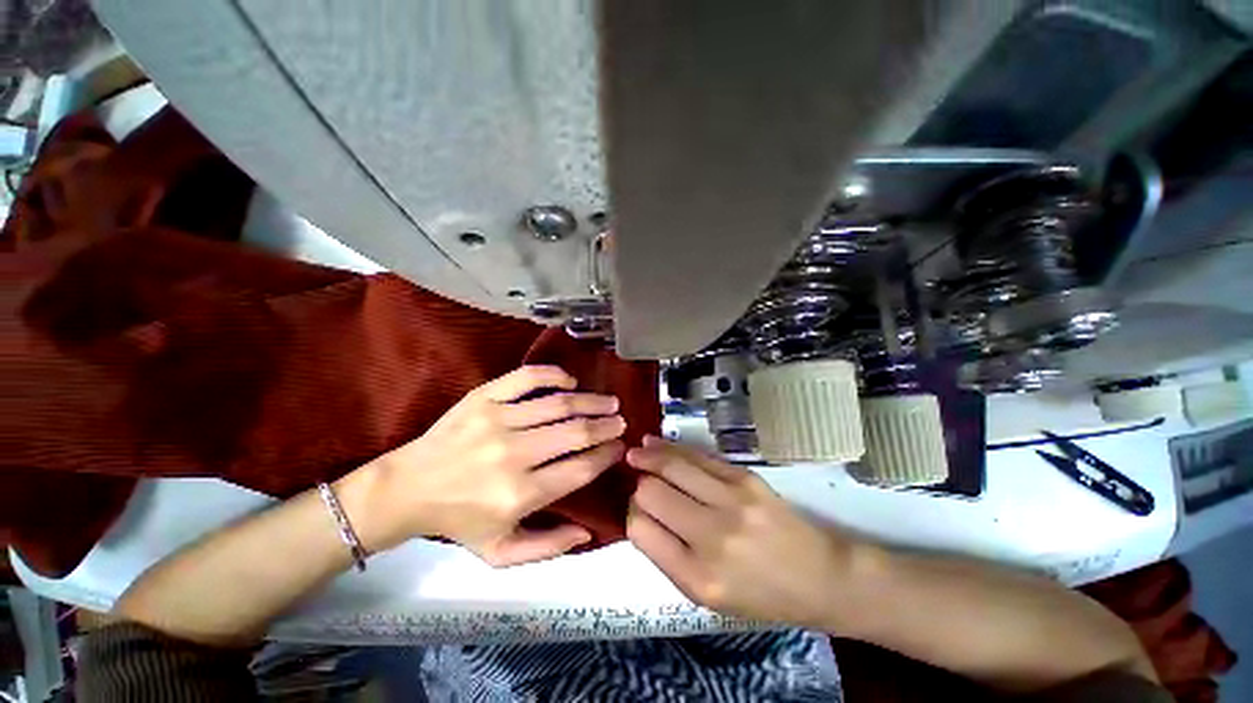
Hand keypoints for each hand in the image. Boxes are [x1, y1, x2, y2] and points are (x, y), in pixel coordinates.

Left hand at [345, 366, 626, 566]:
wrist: (407, 489)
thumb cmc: (459, 522)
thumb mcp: (501, 553)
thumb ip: (548, 547)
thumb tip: (589, 530)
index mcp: (520, 495)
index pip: (580, 468)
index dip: (607, 455)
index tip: (620, 447)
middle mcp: (513, 455)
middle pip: (576, 433)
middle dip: (607, 426)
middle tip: (621, 421)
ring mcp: (497, 420)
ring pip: (559, 404)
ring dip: (591, 401)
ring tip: (610, 402)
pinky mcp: (483, 398)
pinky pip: (527, 378)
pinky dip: (554, 375)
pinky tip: (570, 381)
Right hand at [626, 436, 859, 628]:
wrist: (820, 576)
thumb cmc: (760, 595)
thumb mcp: (706, 595)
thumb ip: (667, 554)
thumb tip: (638, 511)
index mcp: (697, 577)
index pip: (640, 528)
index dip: (631, 512)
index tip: (635, 507)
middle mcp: (712, 536)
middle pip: (650, 492)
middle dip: (637, 483)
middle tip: (636, 477)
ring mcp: (731, 500)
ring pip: (671, 465)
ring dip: (648, 456)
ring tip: (636, 451)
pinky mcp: (745, 477)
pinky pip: (697, 456)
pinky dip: (673, 448)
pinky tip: (658, 444)